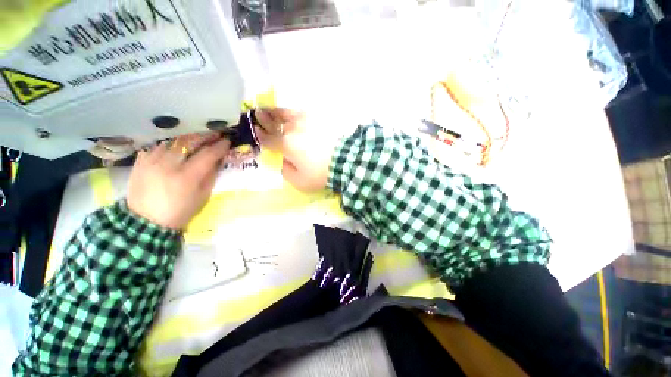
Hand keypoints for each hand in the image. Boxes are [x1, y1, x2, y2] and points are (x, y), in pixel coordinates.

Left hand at [127, 133, 230, 229]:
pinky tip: (165, 154)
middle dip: (203, 136)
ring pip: (173, 141)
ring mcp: (153, 159)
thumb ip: (208, 181)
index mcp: (186, 178)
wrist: (144, 223)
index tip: (226, 142)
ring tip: (185, 145)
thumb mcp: (197, 203)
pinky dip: (163, 148)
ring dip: (182, 142)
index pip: (207, 154)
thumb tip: (216, 163)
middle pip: (190, 140)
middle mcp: (170, 163)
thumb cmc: (174, 216)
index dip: (219, 146)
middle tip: (210, 135)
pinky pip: (156, 147)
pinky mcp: (141, 160)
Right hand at [254, 108, 339, 191]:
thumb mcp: (299, 181)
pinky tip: (289, 111)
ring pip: (286, 114)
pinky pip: (301, 112)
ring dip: (275, 111)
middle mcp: (292, 130)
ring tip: (268, 108)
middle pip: (275, 122)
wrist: (347, 159)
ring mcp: (306, 121)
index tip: (254, 129)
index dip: (259, 134)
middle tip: (256, 112)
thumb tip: (281, 161)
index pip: (268, 138)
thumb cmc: (321, 173)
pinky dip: (292, 111)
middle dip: (264, 117)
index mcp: (286, 145)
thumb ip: (285, 170)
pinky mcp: (318, 118)